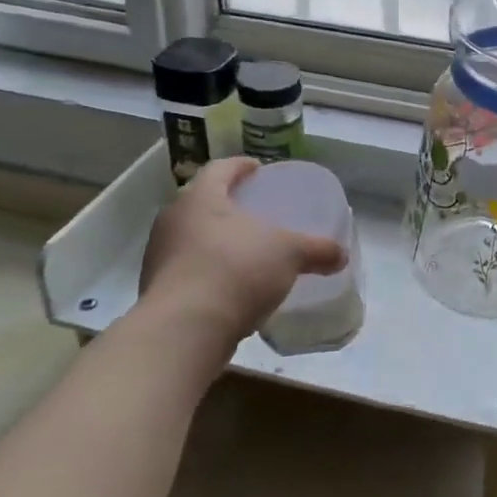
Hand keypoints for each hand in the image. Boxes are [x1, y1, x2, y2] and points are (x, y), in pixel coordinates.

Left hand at [129, 158, 346, 364]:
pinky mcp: (156, 290)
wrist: (184, 330)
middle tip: (254, 212)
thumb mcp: (289, 254)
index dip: (241, 165)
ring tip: (244, 251)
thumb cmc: (236, 270)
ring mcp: (159, 256)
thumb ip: (316, 250)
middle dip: (228, 205)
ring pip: (191, 237)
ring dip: (215, 240)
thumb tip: (340, 255)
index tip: (258, 169)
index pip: (220, 168)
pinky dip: (207, 271)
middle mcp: (173, 220)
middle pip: (202, 201)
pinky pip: (186, 270)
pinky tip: (229, 286)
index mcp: (200, 197)